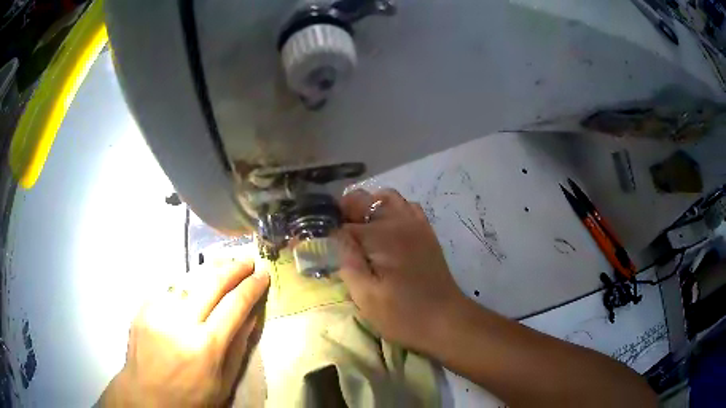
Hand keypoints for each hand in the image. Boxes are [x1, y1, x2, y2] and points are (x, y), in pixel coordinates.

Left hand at [100, 258, 269, 406]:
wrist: (147, 397)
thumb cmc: (191, 398)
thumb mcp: (224, 382)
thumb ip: (238, 347)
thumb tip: (251, 315)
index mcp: (205, 346)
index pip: (234, 305)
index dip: (252, 287)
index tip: (263, 274)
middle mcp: (180, 322)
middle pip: (211, 282)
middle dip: (233, 267)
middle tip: (247, 261)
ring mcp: (158, 311)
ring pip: (189, 278)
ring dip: (210, 269)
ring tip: (225, 263)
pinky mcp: (143, 308)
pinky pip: (170, 288)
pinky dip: (187, 284)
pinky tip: (194, 285)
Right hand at [336, 189, 464, 351]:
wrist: (446, 320)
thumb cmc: (403, 314)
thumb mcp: (366, 295)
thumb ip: (347, 260)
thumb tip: (331, 234)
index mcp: (381, 236)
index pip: (341, 221)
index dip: (323, 229)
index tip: (310, 239)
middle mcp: (398, 221)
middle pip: (362, 200)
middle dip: (343, 213)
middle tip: (334, 237)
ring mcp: (416, 224)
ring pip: (385, 198)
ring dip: (367, 208)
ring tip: (357, 230)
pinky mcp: (426, 232)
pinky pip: (406, 207)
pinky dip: (390, 210)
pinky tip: (385, 230)